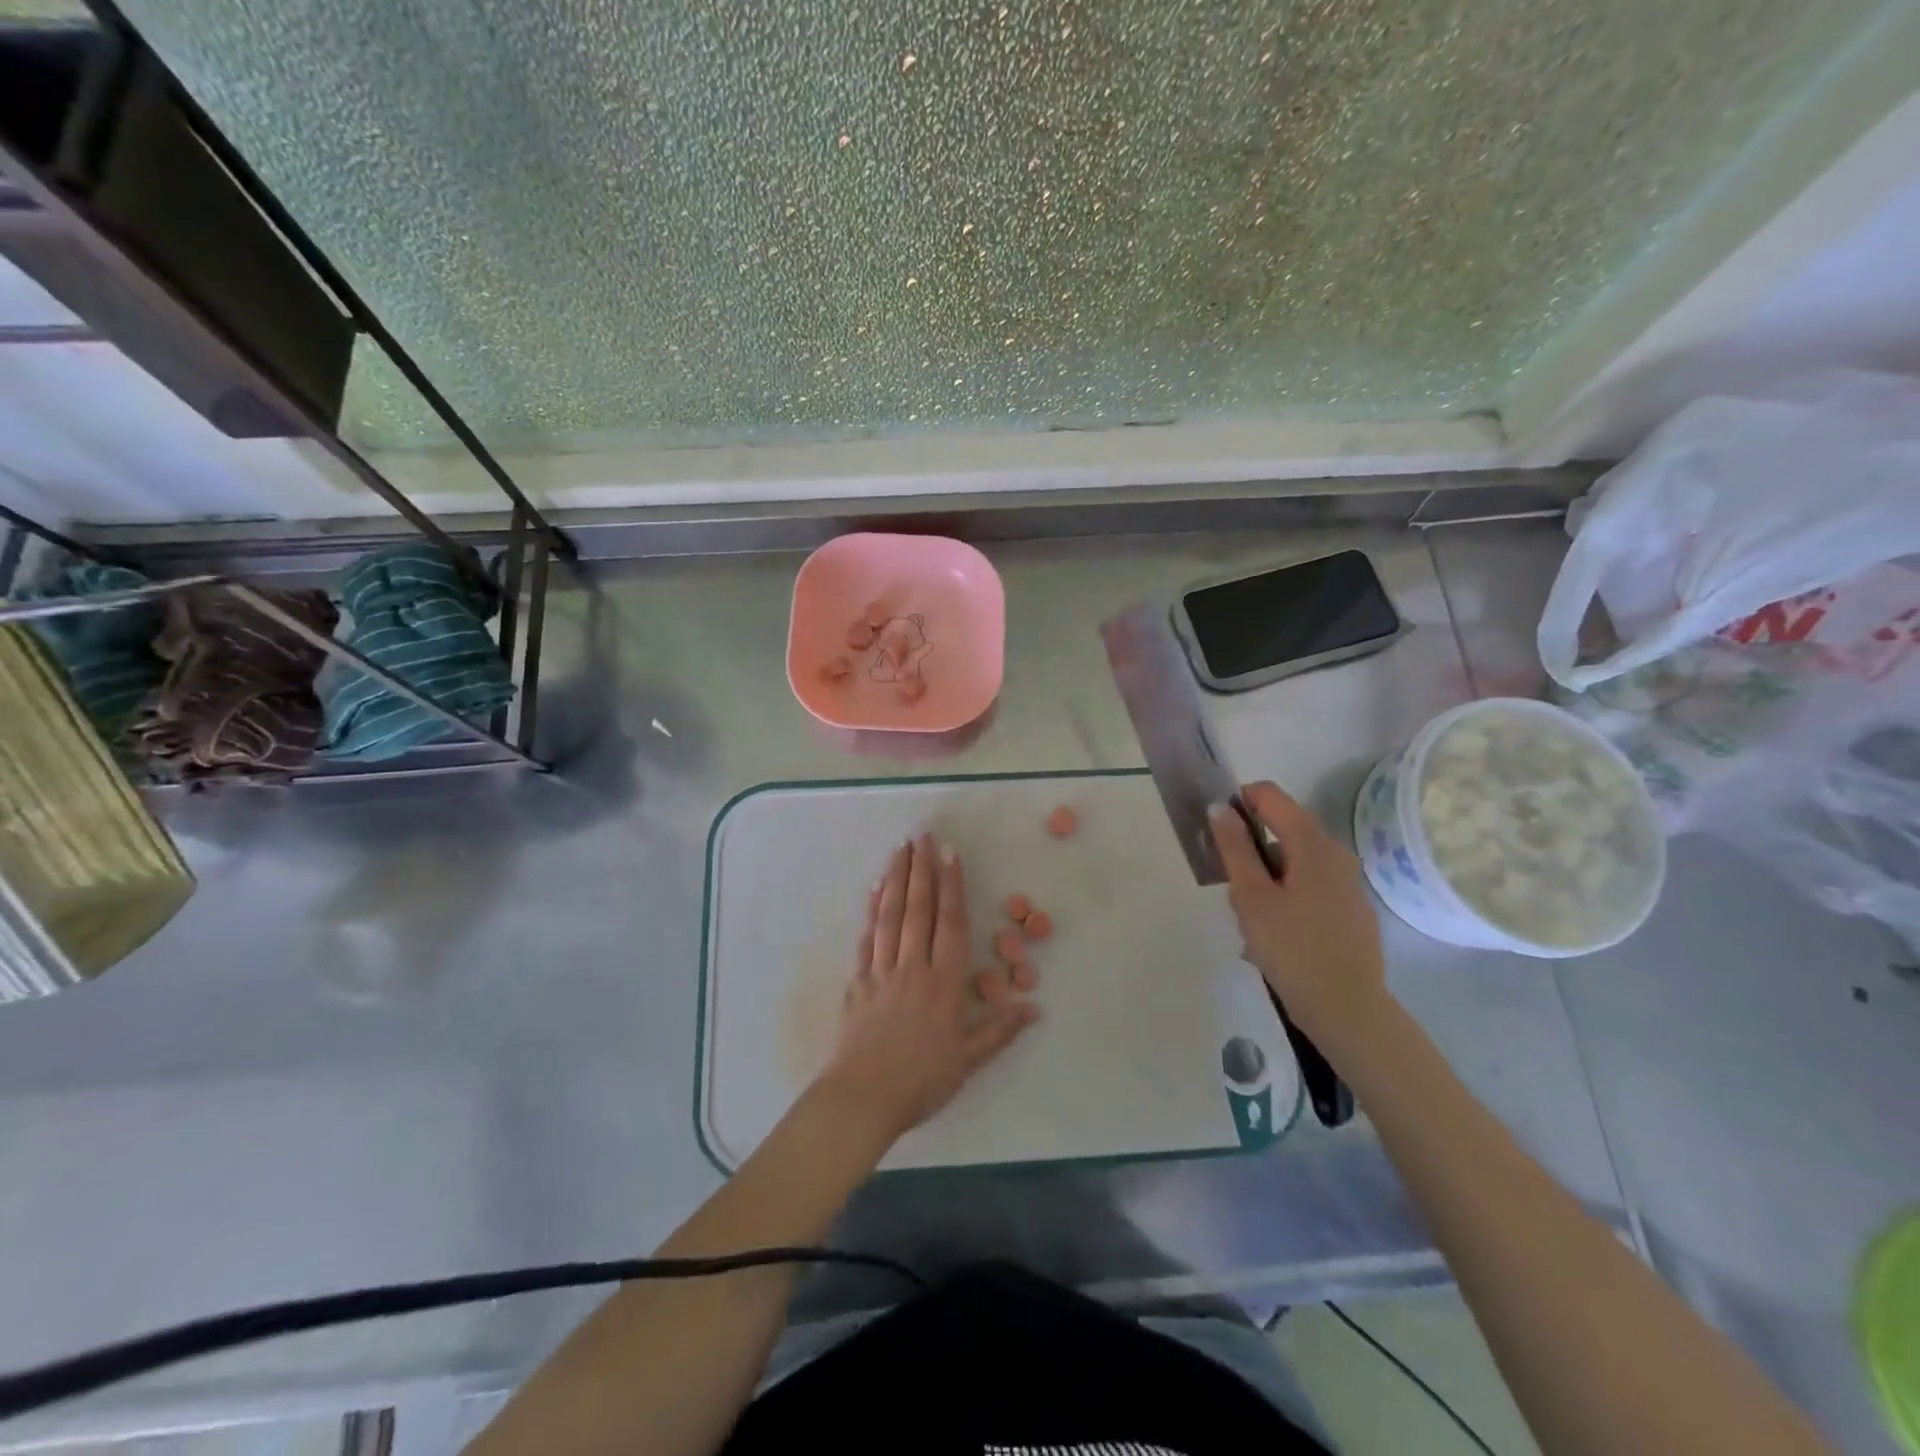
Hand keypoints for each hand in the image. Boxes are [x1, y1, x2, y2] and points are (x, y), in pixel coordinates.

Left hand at [814, 834, 1038, 1146]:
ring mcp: (881, 971)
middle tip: (922, 835)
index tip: (950, 853)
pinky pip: (866, 939)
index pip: (951, 923)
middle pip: (918, 909)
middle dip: (922, 869)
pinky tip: (873, 891)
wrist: (862, 1100)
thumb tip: (1033, 1007)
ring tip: (900, 850)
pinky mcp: (857, 982)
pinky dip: (870, 912)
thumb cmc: (921, 1081)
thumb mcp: (968, 1061)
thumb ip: (999, 1030)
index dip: (952, 886)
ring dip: (896, 880)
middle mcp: (913, 967)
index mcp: (944, 983)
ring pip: (890, 916)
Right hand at [1211, 782, 1388, 1043]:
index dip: (1238, 803)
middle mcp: (1335, 855)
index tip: (1216, 834)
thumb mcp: (1251, 897)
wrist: (1348, 1010)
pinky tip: (1272, 937)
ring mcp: (1346, 884)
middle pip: (1281, 832)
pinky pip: (1307, 888)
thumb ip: (1234, 848)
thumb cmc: (1292, 949)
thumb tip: (1221, 808)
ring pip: (1291, 864)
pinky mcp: (1349, 911)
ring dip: (1263, 882)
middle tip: (1231, 893)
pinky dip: (1283, 900)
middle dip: (1249, 854)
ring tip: (1248, 924)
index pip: (1271, 796)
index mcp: (1313, 844)